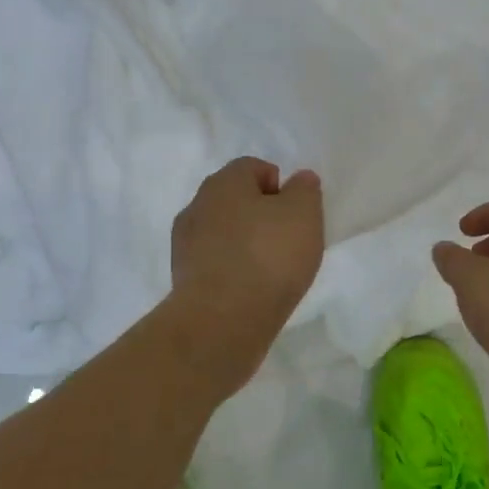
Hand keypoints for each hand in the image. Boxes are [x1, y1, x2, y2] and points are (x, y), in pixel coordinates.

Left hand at [168, 157, 324, 387]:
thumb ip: (305, 191)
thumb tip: (299, 180)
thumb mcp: (304, 215)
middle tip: (286, 241)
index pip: (252, 167)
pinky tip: (250, 290)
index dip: (278, 186)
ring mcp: (184, 243)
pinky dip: (232, 270)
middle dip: (260, 215)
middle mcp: (197, 205)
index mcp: (224, 182)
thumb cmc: (268, 257)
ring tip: (270, 271)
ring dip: (244, 244)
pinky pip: (215, 263)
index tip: (296, 215)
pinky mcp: (183, 278)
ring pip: (223, 232)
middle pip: (234, 200)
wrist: (222, 321)